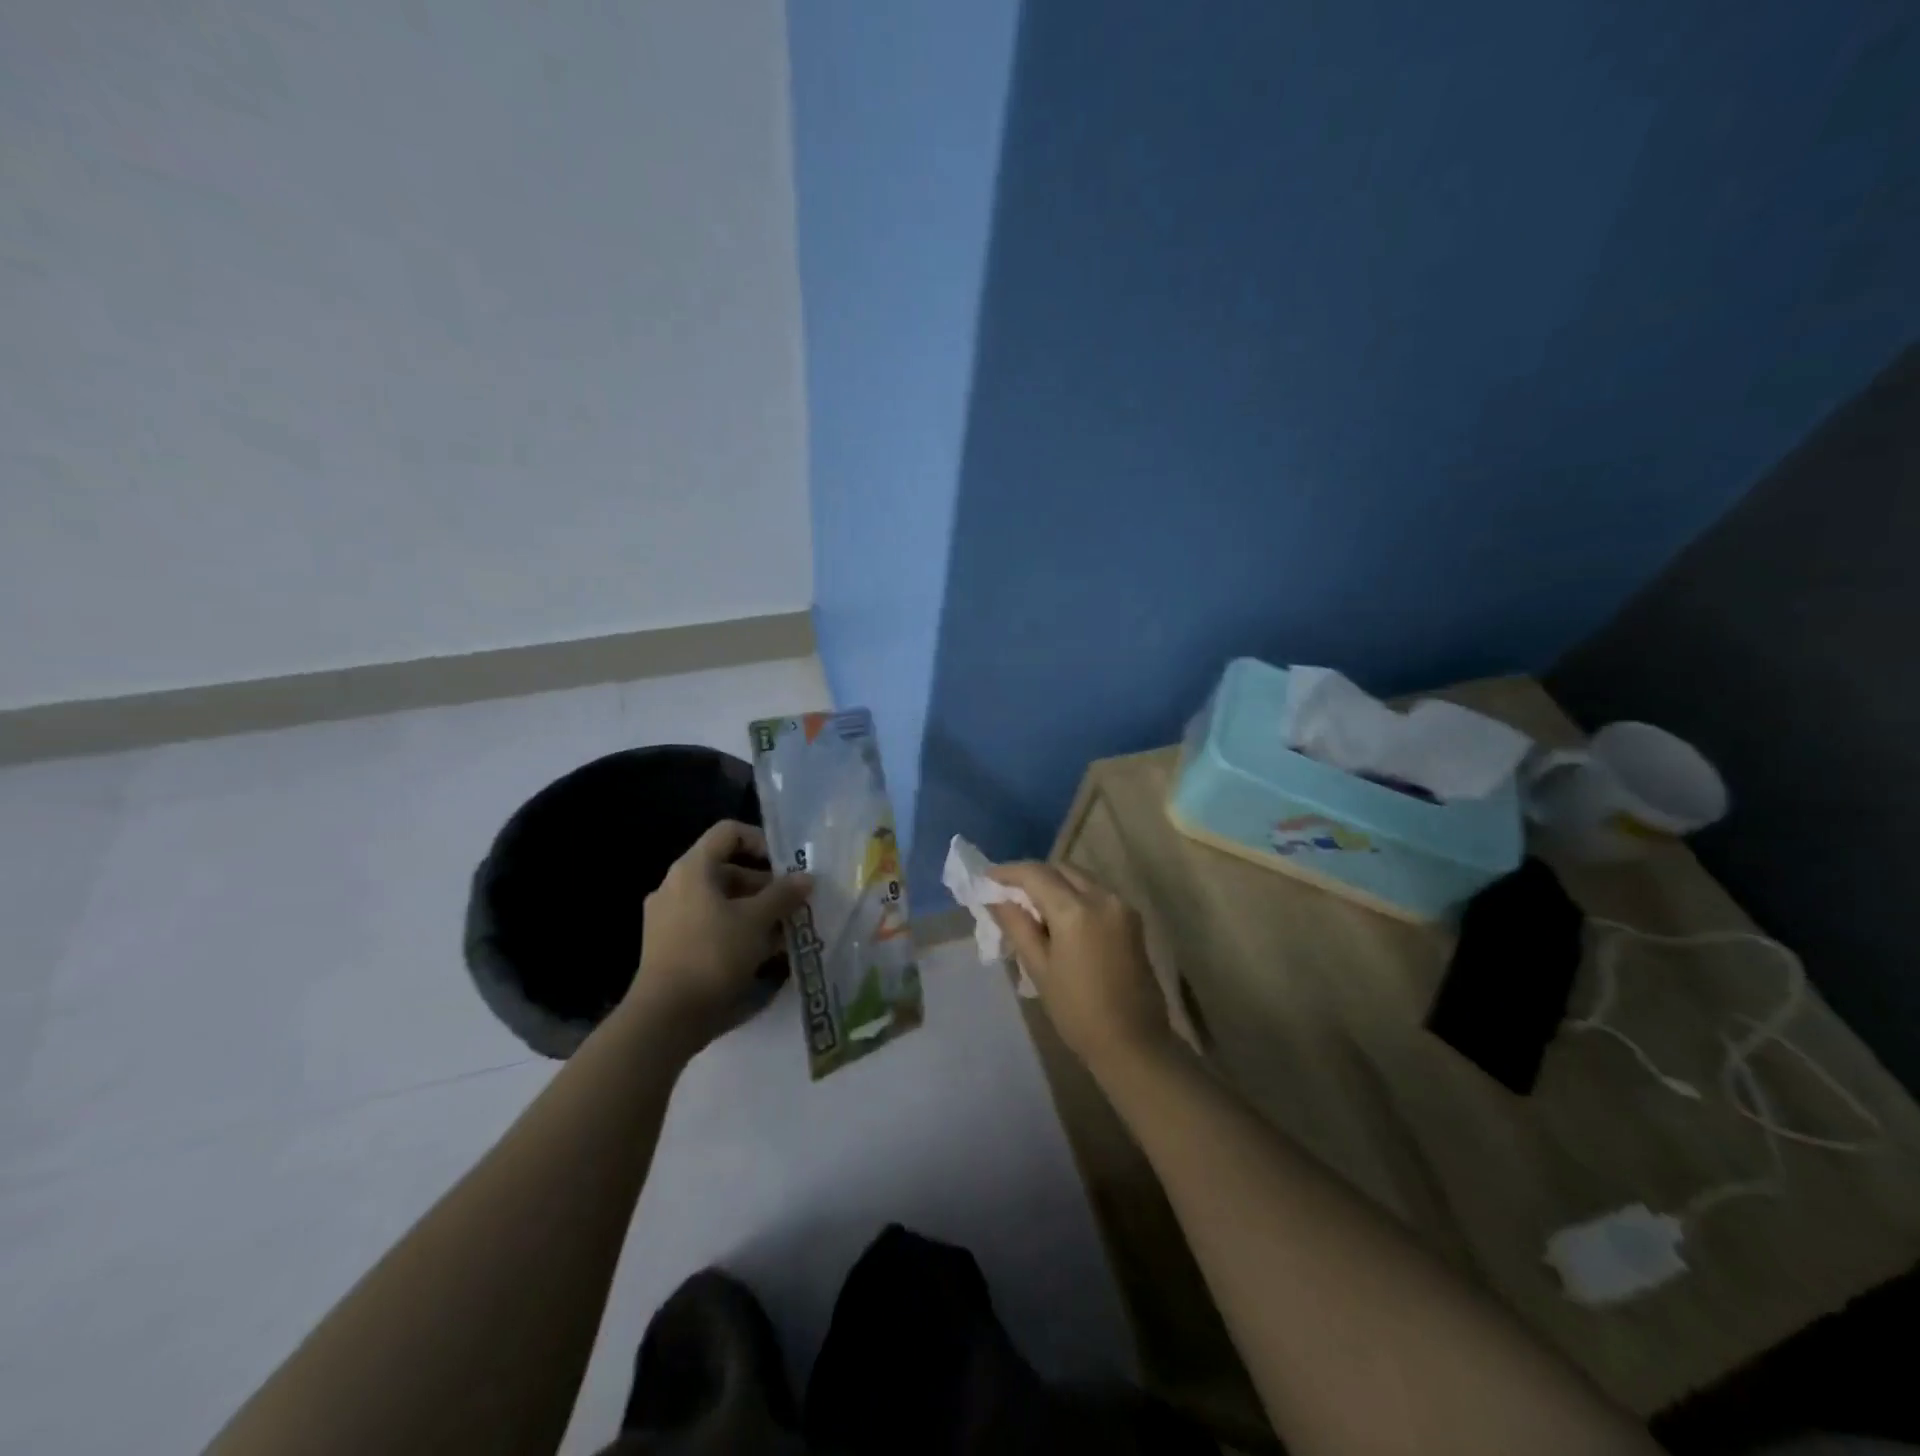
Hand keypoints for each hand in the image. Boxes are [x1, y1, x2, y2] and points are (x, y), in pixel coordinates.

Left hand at [626, 820, 812, 1055]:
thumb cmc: (713, 955)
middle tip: (794, 905)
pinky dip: (737, 932)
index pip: (729, 833)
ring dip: (755, 912)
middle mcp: (676, 886)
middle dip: (765, 885)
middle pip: (727, 869)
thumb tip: (806, 877)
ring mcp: (669, 918)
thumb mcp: (757, 921)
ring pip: (722, 901)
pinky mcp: (670, 947)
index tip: (786, 866)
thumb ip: (783, 894)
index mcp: (692, 869)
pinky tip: (764, 955)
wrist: (665, 1018)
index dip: (761, 841)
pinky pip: (710, 926)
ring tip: (786, 933)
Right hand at [987, 862, 1171, 1073]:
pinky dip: (1074, 895)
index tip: (986, 877)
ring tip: (1031, 905)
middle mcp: (1103, 897)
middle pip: (1060, 869)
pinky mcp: (1132, 918)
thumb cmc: (1078, 1011)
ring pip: (1080, 878)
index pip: (1036, 874)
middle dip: (1032, 875)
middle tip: (1007, 892)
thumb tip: (996, 898)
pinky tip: (1059, 917)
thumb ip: (1017, 926)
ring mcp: (1122, 906)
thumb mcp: (1039, 969)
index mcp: (1076, 910)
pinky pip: (1096, 893)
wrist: (1133, 1042)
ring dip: (1054, 883)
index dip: (1008, 872)